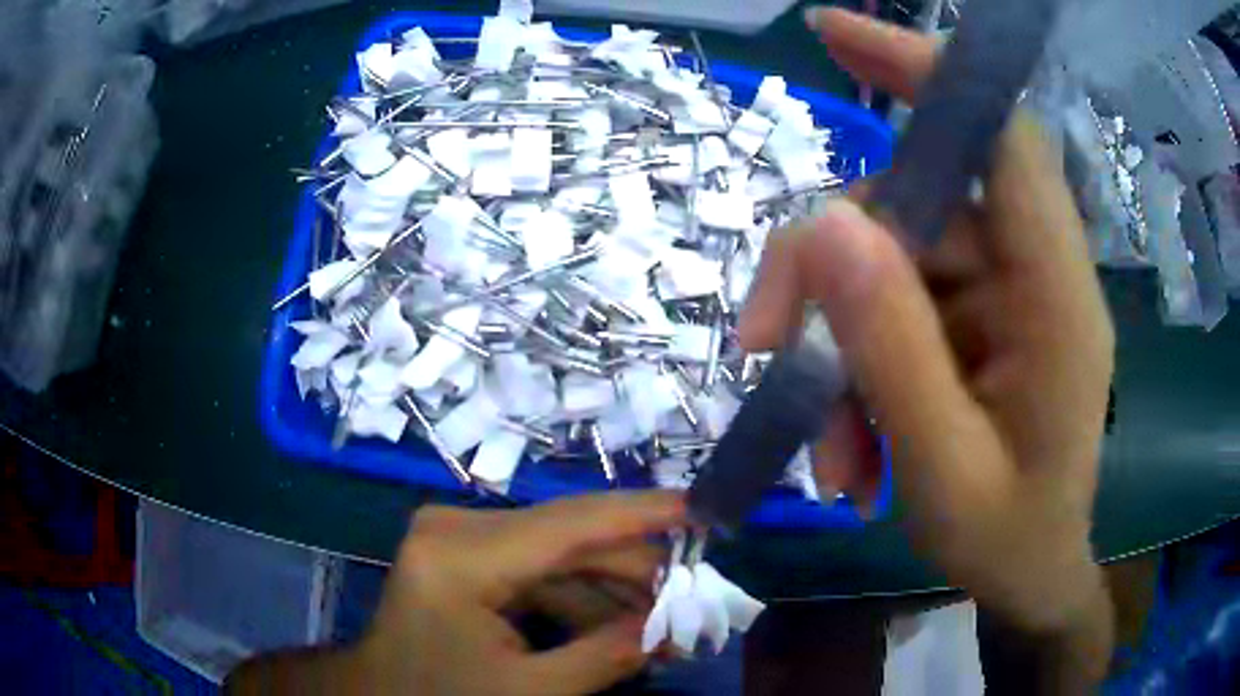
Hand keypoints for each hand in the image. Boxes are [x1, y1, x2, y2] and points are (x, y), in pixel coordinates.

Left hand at [353, 492, 684, 695]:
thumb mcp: (529, 692)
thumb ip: (607, 656)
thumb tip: (676, 628)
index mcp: (461, 556)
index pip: (570, 524)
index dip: (643, 514)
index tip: (703, 508)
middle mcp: (458, 529)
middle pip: (570, 539)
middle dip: (636, 570)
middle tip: (694, 598)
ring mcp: (460, 539)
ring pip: (560, 555)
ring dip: (614, 588)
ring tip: (666, 623)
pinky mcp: (467, 556)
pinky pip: (539, 570)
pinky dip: (582, 597)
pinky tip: (622, 625)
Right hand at [740, 6, 1114, 673]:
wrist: (1033, 578)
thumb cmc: (1009, 543)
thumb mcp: (944, 473)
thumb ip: (893, 352)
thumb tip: (821, 225)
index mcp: (1056, 299)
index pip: (1002, 138)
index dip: (927, 71)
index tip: (835, 34)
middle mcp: (1029, 276)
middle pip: (913, 208)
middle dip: (827, 270)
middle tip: (767, 350)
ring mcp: (999, 298)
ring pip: (887, 267)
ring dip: (836, 350)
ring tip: (831, 454)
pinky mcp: (973, 324)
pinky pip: (894, 313)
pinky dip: (855, 373)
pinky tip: (851, 451)